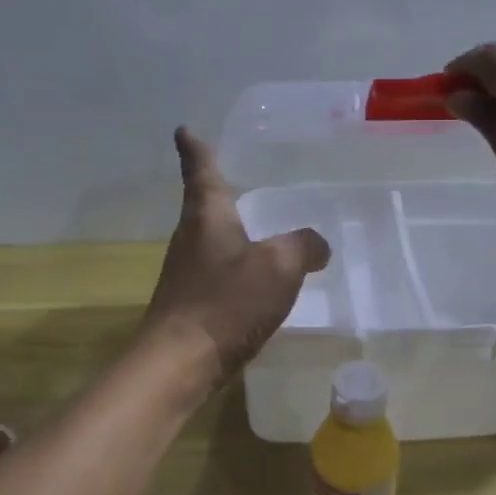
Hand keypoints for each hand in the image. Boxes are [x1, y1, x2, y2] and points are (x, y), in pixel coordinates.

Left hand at [141, 128, 331, 377]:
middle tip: (236, 177)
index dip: (195, 149)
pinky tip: (255, 282)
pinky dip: (234, 267)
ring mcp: (186, 272)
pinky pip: (217, 272)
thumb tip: (316, 244)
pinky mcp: (190, 303)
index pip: (201, 171)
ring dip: (228, 230)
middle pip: (203, 205)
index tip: (184, 130)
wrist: (179, 364)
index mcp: (207, 217)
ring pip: (210, 240)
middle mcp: (190, 238)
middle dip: (217, 190)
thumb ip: (303, 247)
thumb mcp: (279, 267)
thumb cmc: (226, 303)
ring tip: (255, 228)